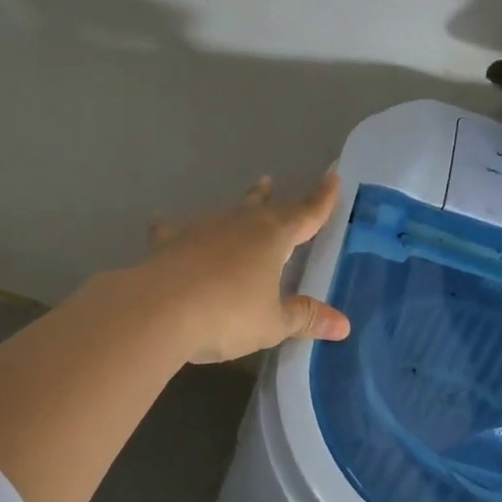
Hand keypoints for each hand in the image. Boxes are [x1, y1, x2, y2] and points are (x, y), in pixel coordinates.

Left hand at [138, 173, 351, 363]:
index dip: (322, 199)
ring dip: (239, 207)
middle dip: (275, 199)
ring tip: (245, 197)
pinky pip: (175, 231)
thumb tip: (343, 324)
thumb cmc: (227, 315)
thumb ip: (305, 318)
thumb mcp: (272, 323)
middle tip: (272, 182)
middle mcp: (240, 225)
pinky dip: (174, 229)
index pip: (306, 214)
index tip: (332, 177)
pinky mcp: (169, 244)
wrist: (159, 310)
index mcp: (273, 238)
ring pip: (227, 213)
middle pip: (264, 208)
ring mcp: (202, 231)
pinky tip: (162, 224)